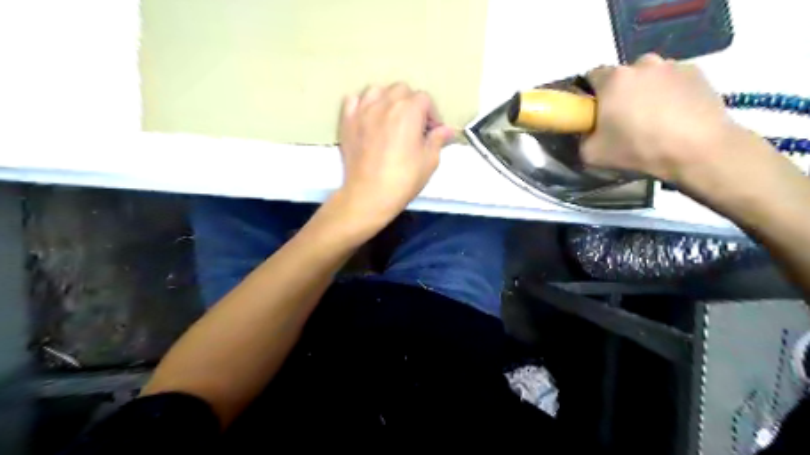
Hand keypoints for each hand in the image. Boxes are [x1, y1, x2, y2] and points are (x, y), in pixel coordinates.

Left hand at [331, 83, 454, 226]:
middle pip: (402, 90)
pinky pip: (353, 100)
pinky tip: (368, 118)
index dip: (432, 114)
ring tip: (391, 118)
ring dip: (388, 100)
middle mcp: (385, 104)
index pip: (425, 99)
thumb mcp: (429, 161)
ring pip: (377, 90)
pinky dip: (362, 104)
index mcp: (409, 111)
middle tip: (414, 126)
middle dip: (411, 104)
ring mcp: (363, 111)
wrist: (369, 195)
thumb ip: (437, 140)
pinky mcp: (347, 122)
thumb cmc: (403, 179)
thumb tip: (447, 130)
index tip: (433, 131)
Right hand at [584, 53, 745, 181]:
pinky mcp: (697, 72)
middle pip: (622, 75)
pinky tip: (674, 115)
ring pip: (649, 76)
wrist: (698, 150)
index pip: (591, 76)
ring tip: (653, 118)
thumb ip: (582, 138)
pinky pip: (672, 80)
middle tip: (623, 119)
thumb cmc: (638, 149)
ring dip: (645, 91)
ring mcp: (672, 65)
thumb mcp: (592, 154)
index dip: (590, 94)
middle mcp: (642, 64)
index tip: (594, 112)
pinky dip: (669, 93)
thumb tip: (587, 132)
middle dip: (619, 92)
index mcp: (613, 79)